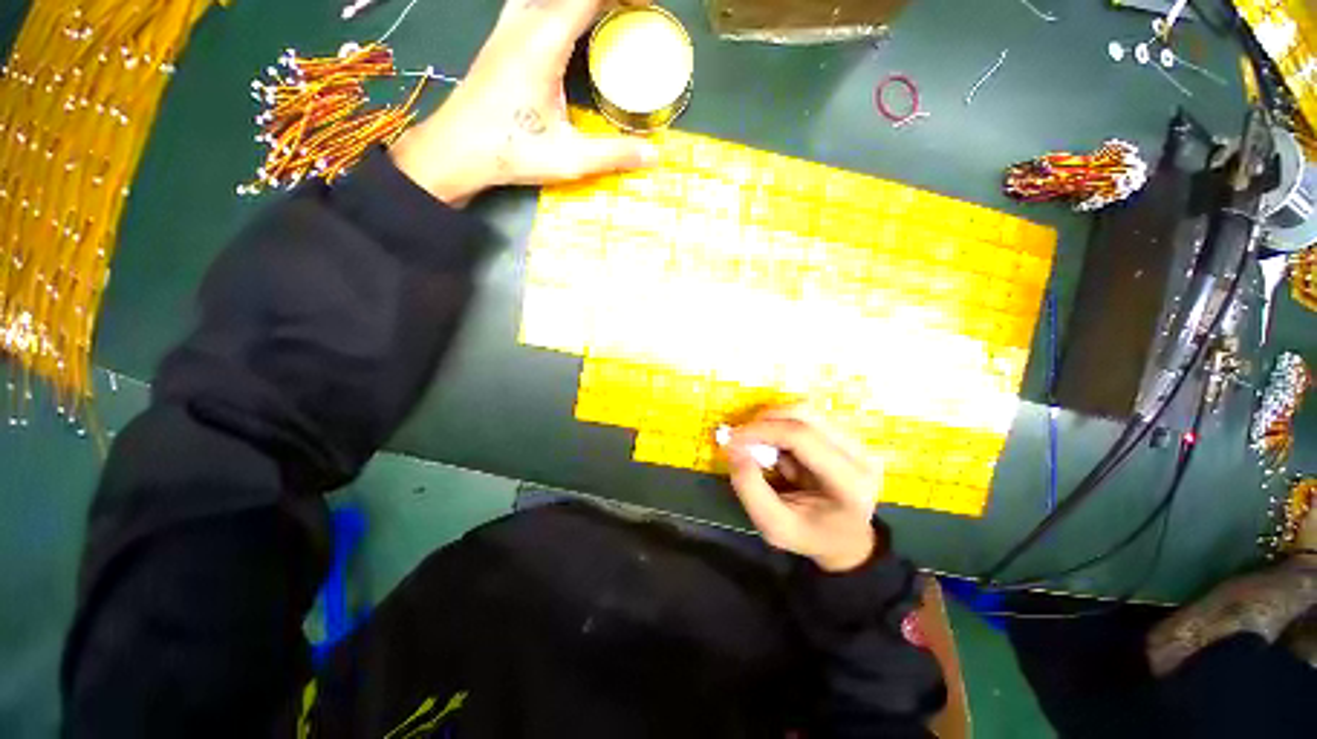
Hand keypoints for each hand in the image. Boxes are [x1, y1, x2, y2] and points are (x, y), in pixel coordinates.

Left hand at [390, 0, 658, 205]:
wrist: (456, 149)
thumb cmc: (510, 152)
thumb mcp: (569, 159)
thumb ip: (614, 154)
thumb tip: (654, 155)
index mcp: (544, 41)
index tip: (647, 6)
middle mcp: (525, 22)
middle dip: (606, 1)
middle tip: (633, 14)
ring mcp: (508, 26)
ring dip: (578, 4)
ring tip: (604, 17)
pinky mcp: (500, 37)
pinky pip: (532, 2)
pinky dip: (555, 6)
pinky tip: (564, 21)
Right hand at [726, 405, 884, 571]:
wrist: (845, 539)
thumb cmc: (810, 536)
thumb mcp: (774, 526)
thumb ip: (750, 489)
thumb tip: (733, 447)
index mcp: (849, 482)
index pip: (801, 436)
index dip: (762, 430)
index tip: (732, 439)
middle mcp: (859, 454)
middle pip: (804, 414)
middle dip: (765, 420)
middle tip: (741, 439)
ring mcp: (855, 441)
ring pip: (804, 411)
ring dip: (773, 423)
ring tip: (761, 447)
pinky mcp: (845, 434)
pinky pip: (806, 417)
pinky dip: (782, 425)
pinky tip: (777, 448)